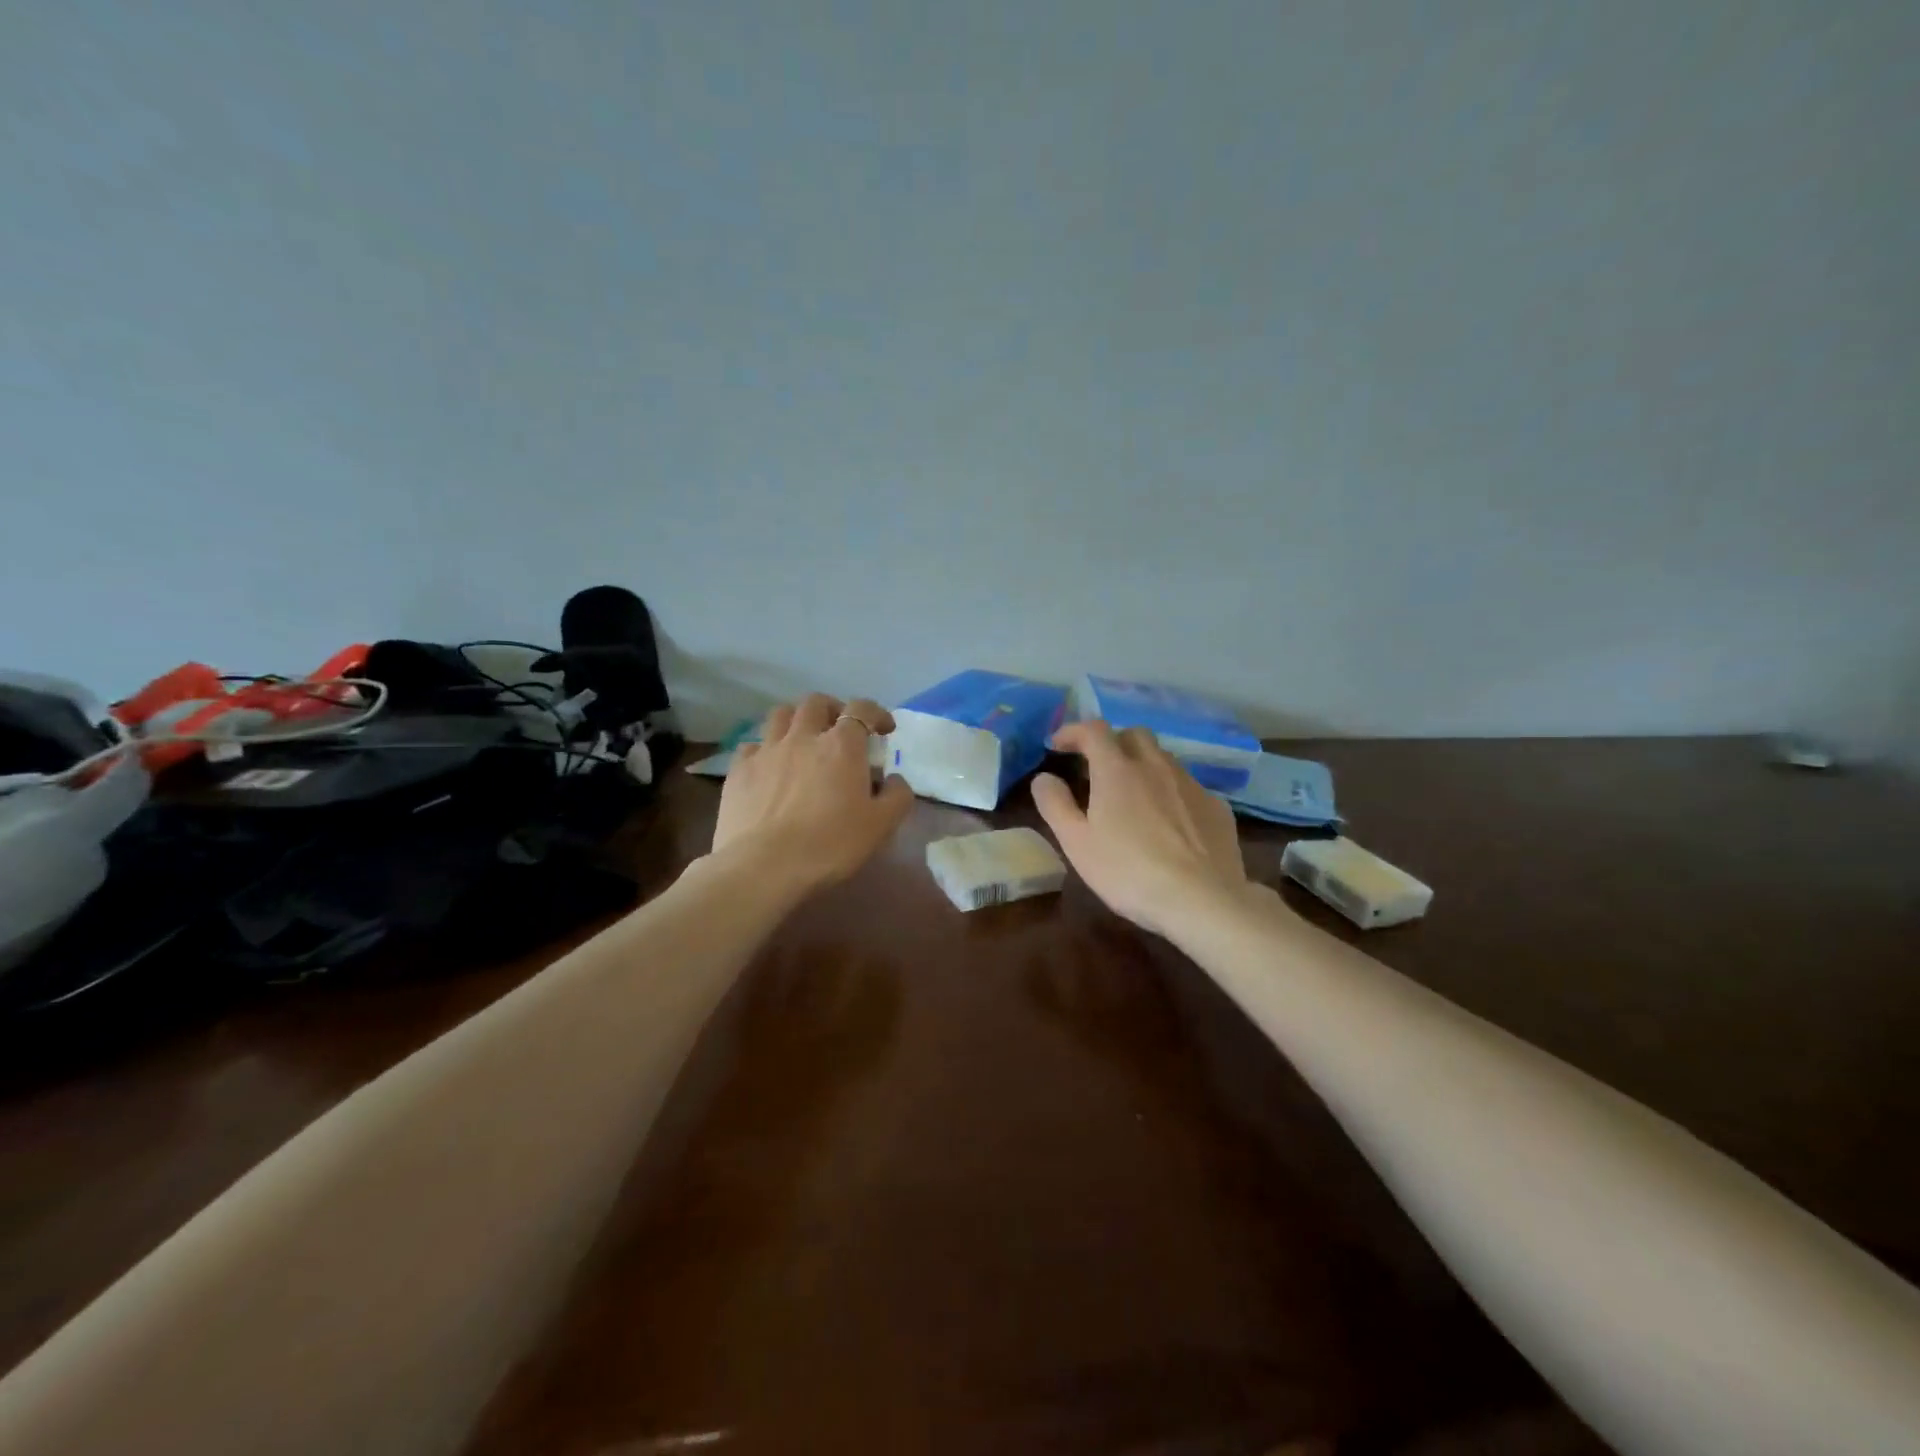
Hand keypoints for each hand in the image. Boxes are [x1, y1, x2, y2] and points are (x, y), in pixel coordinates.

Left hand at [709, 693, 914, 898]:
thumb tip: (893, 780)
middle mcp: (803, 737)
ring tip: (803, 739)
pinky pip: (752, 745)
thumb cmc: (830, 845)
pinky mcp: (738, 770)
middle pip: (816, 702)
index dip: (876, 713)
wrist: (764, 867)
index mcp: (841, 746)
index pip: (862, 709)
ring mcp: (766, 751)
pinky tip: (769, 767)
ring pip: (780, 714)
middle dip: (833, 709)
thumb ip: (897, 796)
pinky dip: (765, 749)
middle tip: (840, 729)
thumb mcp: (881, 826)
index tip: (884, 730)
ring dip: (796, 720)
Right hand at [1031, 720, 1250, 937]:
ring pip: (1163, 758)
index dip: (1073, 731)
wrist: (1201, 901)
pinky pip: (1187, 787)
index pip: (1093, 730)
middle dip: (1112, 742)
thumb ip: (1055, 805)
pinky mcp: (1216, 807)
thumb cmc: (1128, 871)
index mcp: (1117, 770)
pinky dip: (1170, 792)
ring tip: (1133, 795)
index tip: (1057, 745)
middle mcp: (1156, 766)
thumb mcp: (1076, 843)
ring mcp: (1191, 784)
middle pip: (1134, 735)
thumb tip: (1043, 778)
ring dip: (1143, 765)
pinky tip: (1169, 822)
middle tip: (1097, 767)